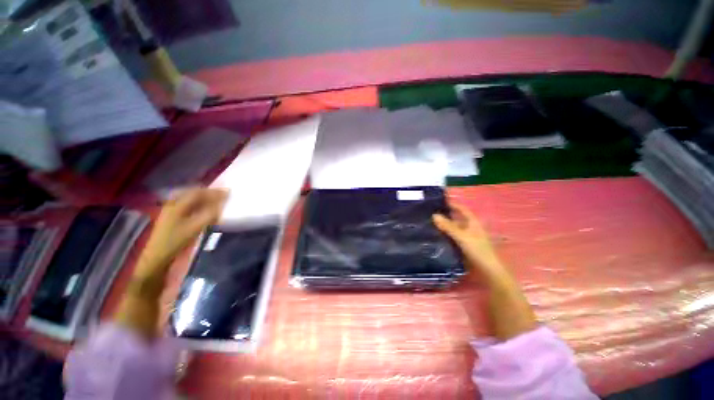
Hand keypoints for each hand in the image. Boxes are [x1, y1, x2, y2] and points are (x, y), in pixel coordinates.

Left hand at [135, 188, 227, 276]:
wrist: (157, 258)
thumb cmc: (176, 241)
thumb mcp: (196, 227)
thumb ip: (210, 214)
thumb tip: (223, 204)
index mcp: (178, 204)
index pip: (198, 192)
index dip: (214, 192)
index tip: (228, 192)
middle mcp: (173, 204)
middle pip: (193, 193)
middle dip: (209, 193)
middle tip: (223, 196)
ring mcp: (171, 211)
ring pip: (190, 199)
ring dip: (204, 198)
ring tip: (216, 201)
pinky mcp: (171, 218)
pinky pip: (188, 205)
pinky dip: (198, 204)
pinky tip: (204, 209)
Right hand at [434, 204, 536, 338]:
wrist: (489, 271)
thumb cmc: (478, 250)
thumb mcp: (462, 237)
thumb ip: (448, 226)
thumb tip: (434, 215)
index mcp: (473, 222)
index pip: (462, 209)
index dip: (453, 204)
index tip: (440, 201)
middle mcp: (471, 228)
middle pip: (458, 217)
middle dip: (447, 214)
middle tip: (432, 212)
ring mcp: (469, 237)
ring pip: (455, 227)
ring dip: (446, 224)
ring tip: (432, 222)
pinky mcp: (466, 246)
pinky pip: (454, 236)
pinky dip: (447, 233)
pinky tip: (439, 236)